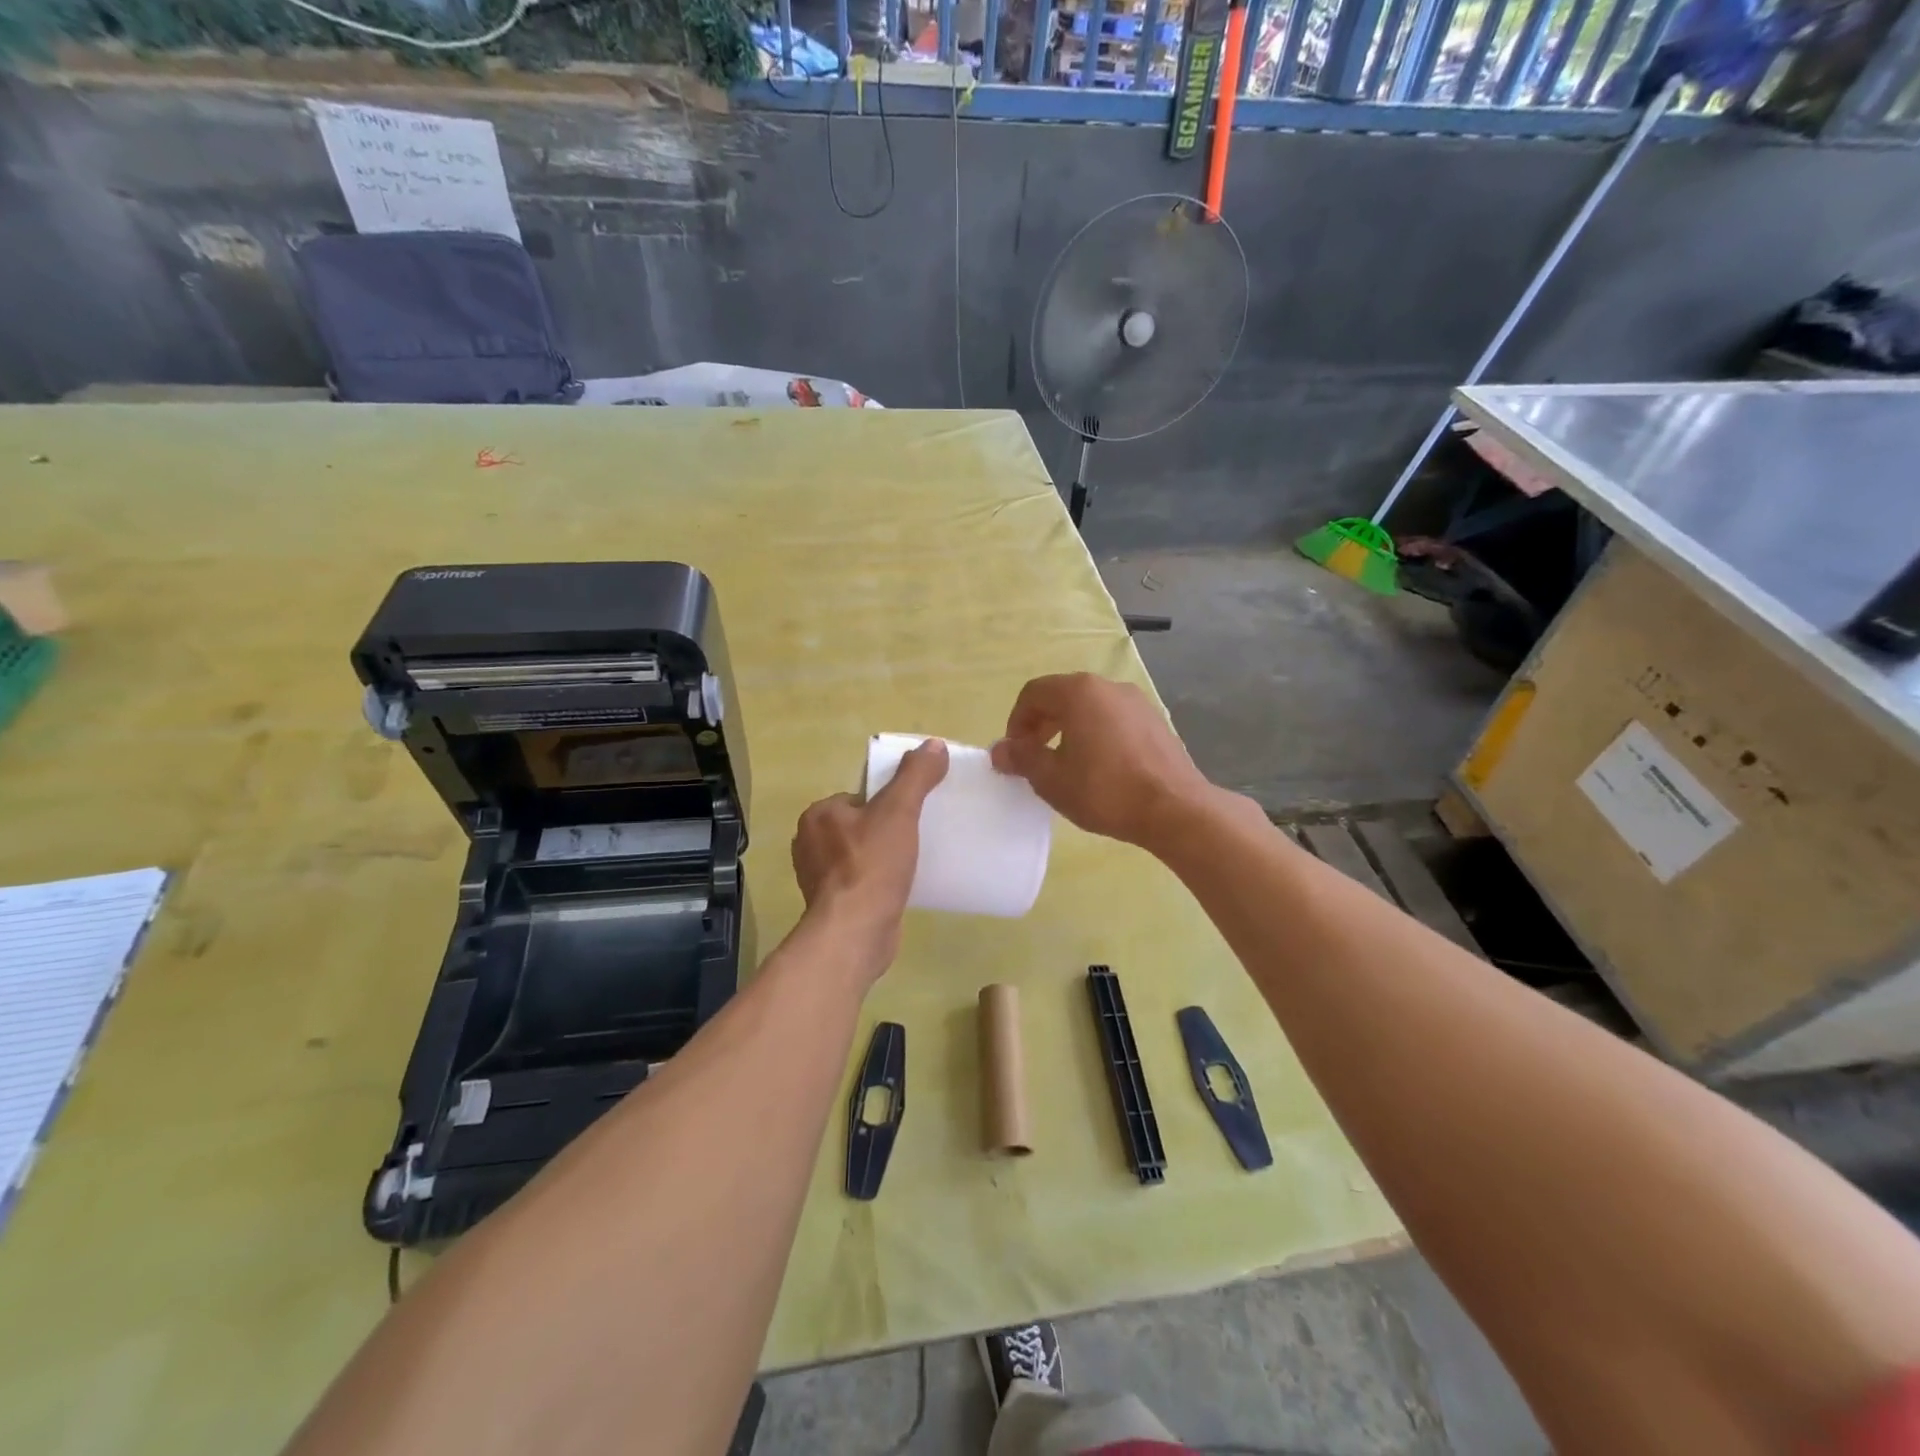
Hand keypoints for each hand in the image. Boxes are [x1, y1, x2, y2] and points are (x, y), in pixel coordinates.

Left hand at [790, 738, 949, 973]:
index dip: (885, 803)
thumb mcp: (899, 811)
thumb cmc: (872, 865)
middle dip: (883, 831)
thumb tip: (934, 745)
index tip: (910, 815)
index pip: (858, 797)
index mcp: (818, 815)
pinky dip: (876, 883)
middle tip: (915, 839)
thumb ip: (915, 776)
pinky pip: (859, 882)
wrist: (856, 932)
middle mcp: (809, 844)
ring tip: (911, 864)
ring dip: (880, 858)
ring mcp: (817, 878)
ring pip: (858, 855)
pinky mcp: (830, 905)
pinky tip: (898, 889)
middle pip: (858, 826)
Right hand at [989, 674, 1212, 848]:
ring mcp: (1137, 702)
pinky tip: (1098, 767)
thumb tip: (1000, 749)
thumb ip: (1021, 758)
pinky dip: (1095, 734)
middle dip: (1041, 725)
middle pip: (1062, 696)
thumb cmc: (1105, 790)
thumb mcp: (1052, 779)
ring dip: (1068, 730)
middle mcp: (1109, 687)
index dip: (1016, 722)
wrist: (1174, 809)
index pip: (1034, 693)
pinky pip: (1113, 720)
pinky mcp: (1155, 722)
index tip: (1015, 753)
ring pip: (1089, 708)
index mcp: (1079, 692)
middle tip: (1034, 758)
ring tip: (1065, 764)